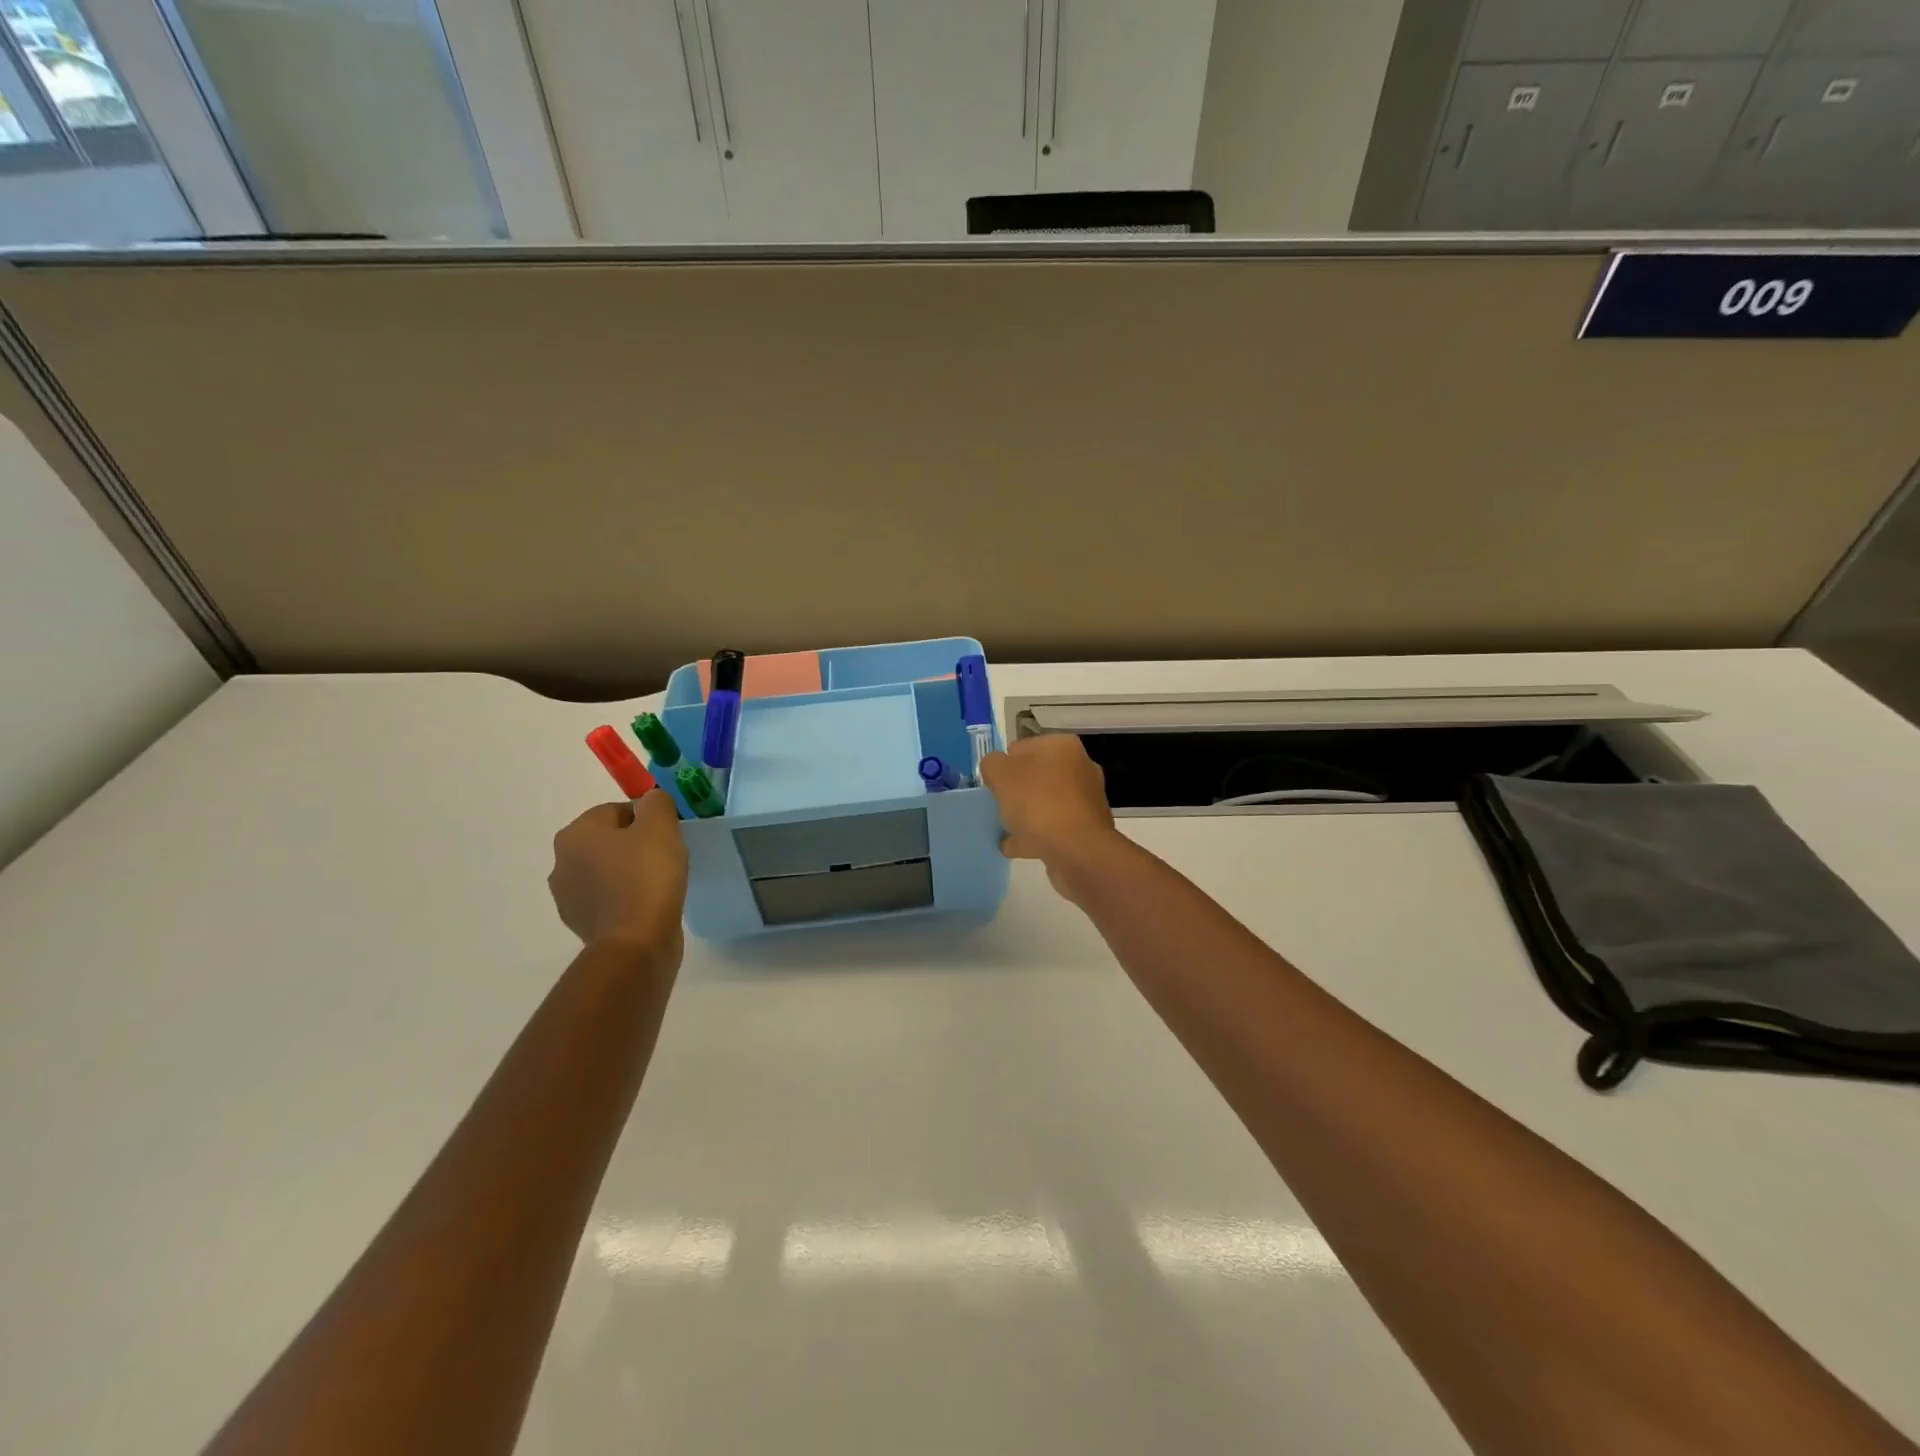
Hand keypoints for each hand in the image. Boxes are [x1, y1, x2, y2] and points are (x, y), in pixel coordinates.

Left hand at [548, 791, 688, 954]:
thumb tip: (650, 801)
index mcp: (575, 834)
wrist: (636, 943)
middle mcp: (561, 863)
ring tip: (660, 883)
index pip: (615, 810)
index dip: (646, 817)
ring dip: (629, 872)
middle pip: (608, 841)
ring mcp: (567, 897)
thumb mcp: (660, 826)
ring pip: (607, 871)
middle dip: (635, 844)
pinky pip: (608, 899)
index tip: (668, 833)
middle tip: (667, 856)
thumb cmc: (647, 876)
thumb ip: (656, 802)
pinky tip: (649, 905)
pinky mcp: (581, 924)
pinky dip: (625, 898)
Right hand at [980, 735, 1119, 899]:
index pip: (1021, 747)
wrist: (1077, 850)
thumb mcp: (1001, 774)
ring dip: (1024, 815)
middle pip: (1035, 776)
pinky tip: (1014, 847)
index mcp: (1062, 746)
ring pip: (1044, 803)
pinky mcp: (1086, 829)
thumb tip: (996, 768)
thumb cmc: (1038, 803)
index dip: (1002, 765)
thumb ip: (992, 764)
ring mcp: (1085, 800)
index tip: (992, 785)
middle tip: (997, 806)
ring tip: (1002, 830)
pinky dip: (1034, 835)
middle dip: (1015, 791)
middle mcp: (1079, 767)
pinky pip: (1052, 827)